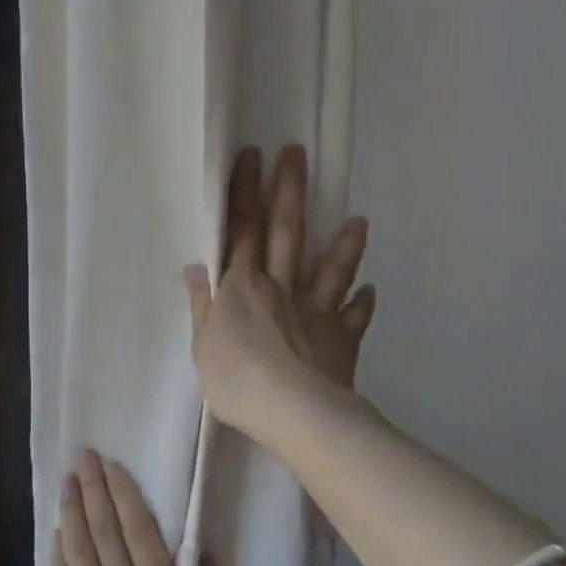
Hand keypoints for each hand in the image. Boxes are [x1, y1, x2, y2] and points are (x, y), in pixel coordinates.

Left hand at [53, 451, 220, 565]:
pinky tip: (55, 534)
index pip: (141, 533)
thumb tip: (205, 560)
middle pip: (107, 532)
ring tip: (67, 482)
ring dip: (73, 513)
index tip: (112, 466)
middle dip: (94, 491)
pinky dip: (58, 556)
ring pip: (82, 551)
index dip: (125, 496)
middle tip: (83, 457)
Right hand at [183, 144, 376, 443]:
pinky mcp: (341, 338)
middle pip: (286, 232)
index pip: (241, 229)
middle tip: (297, 153)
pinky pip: (354, 317)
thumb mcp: (203, 345)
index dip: (244, 191)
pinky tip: (369, 291)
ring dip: (344, 244)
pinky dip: (362, 303)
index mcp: (242, 287)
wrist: (293, 412)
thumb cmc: (237, 380)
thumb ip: (203, 305)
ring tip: (358, 220)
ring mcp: (315, 311)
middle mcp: (281, 288)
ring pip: (331, 269)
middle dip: (289, 191)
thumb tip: (196, 268)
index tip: (251, 155)